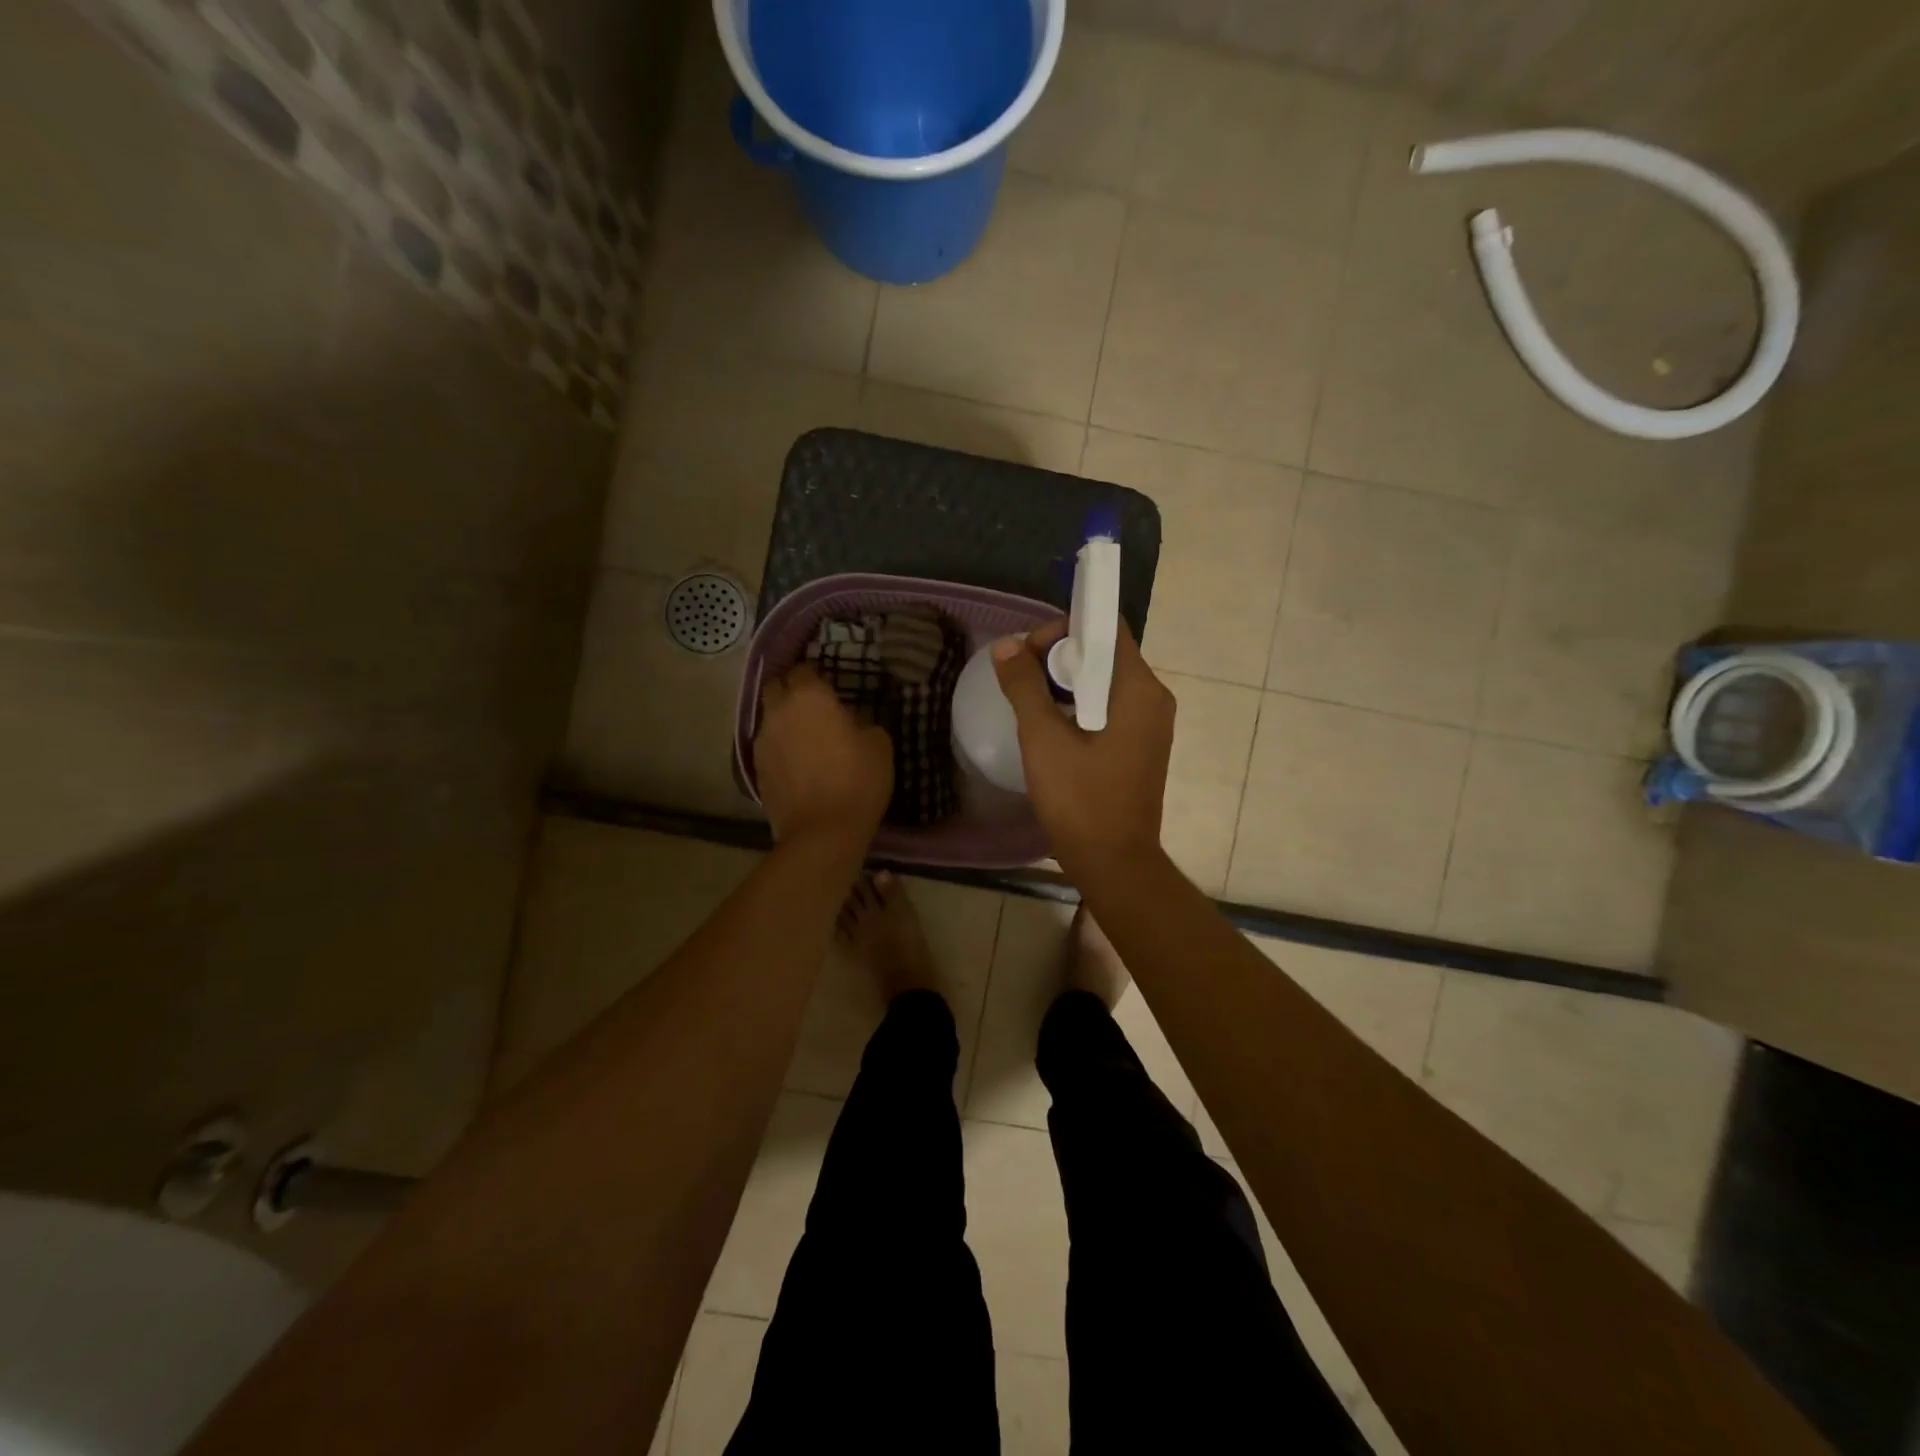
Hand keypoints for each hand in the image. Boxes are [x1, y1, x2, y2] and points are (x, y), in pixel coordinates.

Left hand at [755, 665, 892, 847]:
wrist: (822, 831)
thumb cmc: (858, 780)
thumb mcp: (879, 744)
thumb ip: (863, 721)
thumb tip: (851, 718)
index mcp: (809, 697)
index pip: (803, 669)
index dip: (815, 676)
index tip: (830, 687)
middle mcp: (779, 711)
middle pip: (775, 686)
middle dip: (790, 690)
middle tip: (812, 706)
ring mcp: (763, 741)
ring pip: (769, 717)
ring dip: (784, 720)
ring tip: (805, 737)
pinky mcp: (756, 768)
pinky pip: (768, 746)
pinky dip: (780, 747)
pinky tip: (797, 763)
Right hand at [991, 619, 1173, 872]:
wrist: (1114, 863)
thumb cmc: (1080, 800)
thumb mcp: (1043, 738)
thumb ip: (1024, 686)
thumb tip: (1005, 645)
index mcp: (1139, 690)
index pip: (1108, 629)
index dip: (1066, 628)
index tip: (1029, 650)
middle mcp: (1153, 699)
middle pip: (1106, 653)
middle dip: (1060, 655)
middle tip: (1021, 676)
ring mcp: (1150, 725)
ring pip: (1105, 682)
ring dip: (1066, 681)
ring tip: (1029, 700)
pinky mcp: (1141, 745)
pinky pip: (1110, 707)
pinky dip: (1079, 704)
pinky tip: (1051, 725)